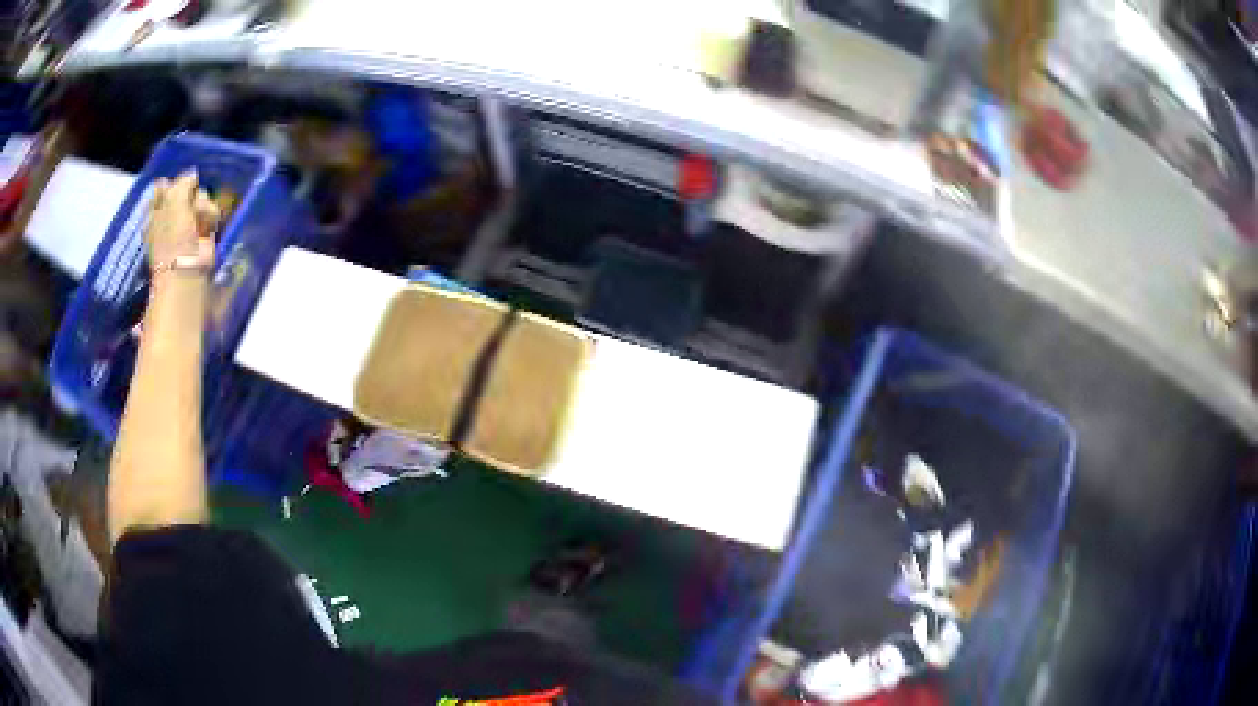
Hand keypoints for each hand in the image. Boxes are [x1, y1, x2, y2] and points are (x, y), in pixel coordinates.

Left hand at [147, 171, 219, 275]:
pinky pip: (211, 213)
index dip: (173, 186)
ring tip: (199, 222)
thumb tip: (193, 174)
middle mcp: (171, 216)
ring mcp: (187, 225)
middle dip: (190, 196)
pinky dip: (210, 217)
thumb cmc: (174, 240)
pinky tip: (207, 227)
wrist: (187, 272)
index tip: (177, 192)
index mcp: (156, 211)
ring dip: (202, 207)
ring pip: (201, 198)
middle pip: (186, 190)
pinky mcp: (203, 233)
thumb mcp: (173, 201)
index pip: (166, 186)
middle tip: (188, 209)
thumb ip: (182, 183)